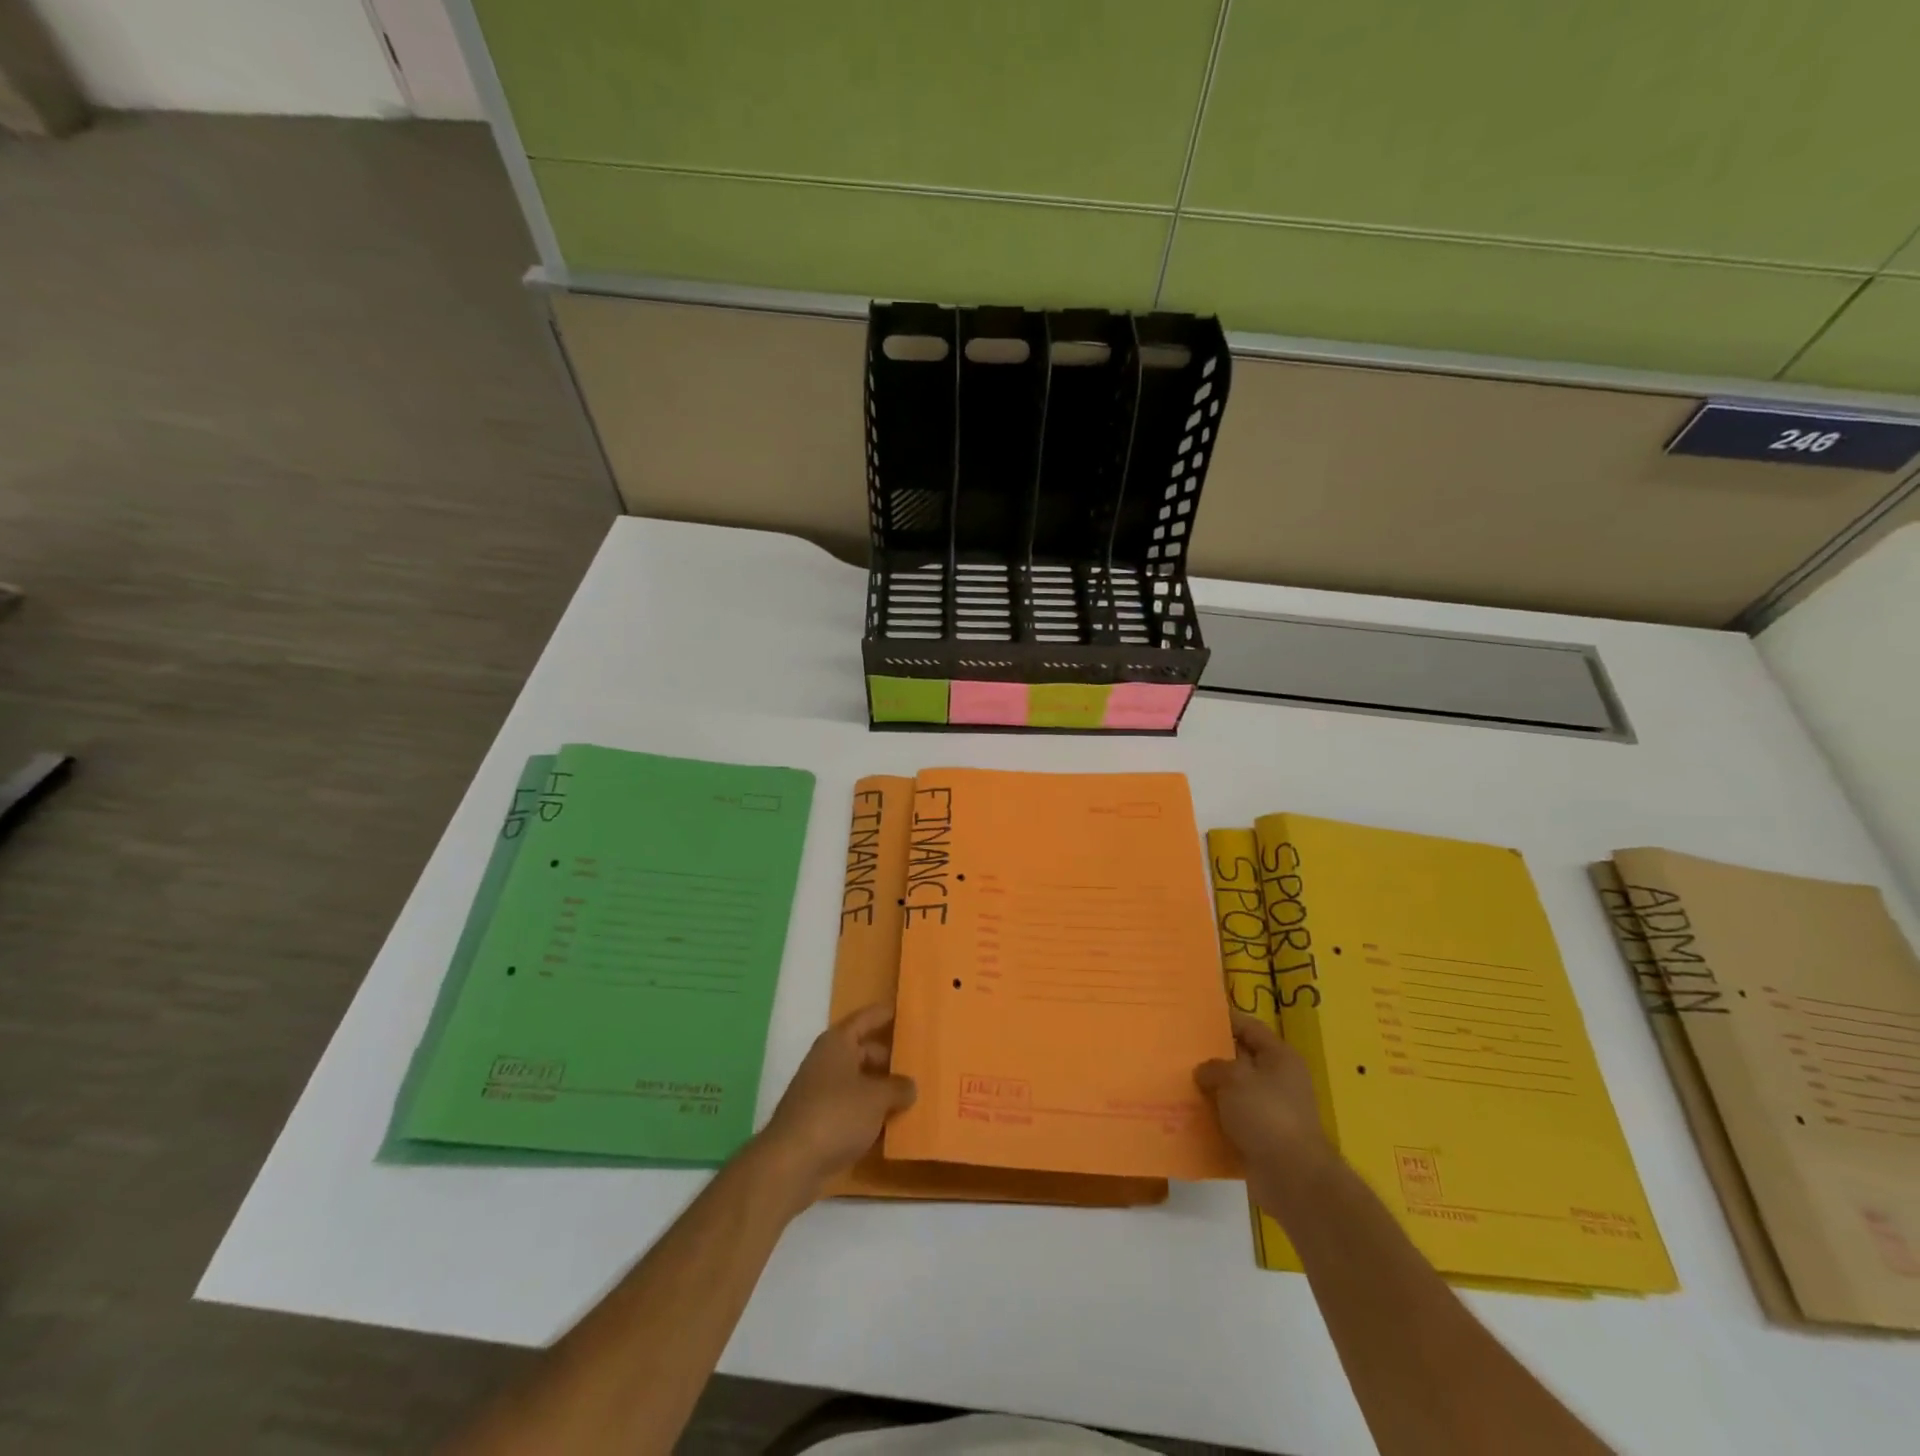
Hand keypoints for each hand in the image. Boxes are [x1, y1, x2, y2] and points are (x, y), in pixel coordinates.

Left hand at [755, 1004, 915, 1202]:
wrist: (791, 1163)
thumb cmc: (837, 1114)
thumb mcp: (877, 1097)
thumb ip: (898, 1087)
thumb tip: (909, 1086)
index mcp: (838, 1043)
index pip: (865, 1018)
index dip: (884, 1014)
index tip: (904, 1011)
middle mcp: (827, 1062)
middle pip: (864, 1052)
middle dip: (889, 1058)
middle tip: (918, 1063)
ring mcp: (821, 1093)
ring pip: (859, 1083)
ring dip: (881, 1090)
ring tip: (913, 1096)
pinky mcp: (819, 1123)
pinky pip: (852, 1110)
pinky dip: (870, 1115)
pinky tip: (892, 1128)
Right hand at [1195, 1013, 1336, 1219]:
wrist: (1292, 1178)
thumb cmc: (1266, 1115)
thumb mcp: (1235, 1078)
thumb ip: (1214, 1067)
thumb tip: (1203, 1072)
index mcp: (1280, 1058)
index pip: (1250, 1027)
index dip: (1225, 1019)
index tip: (1196, 1016)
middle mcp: (1279, 1081)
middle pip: (1241, 1059)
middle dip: (1212, 1056)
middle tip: (1180, 1049)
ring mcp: (1272, 1111)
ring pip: (1234, 1092)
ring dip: (1211, 1090)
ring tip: (1179, 1081)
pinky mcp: (1262, 1139)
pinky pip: (1233, 1120)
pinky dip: (1215, 1118)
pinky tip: (1190, 1115)